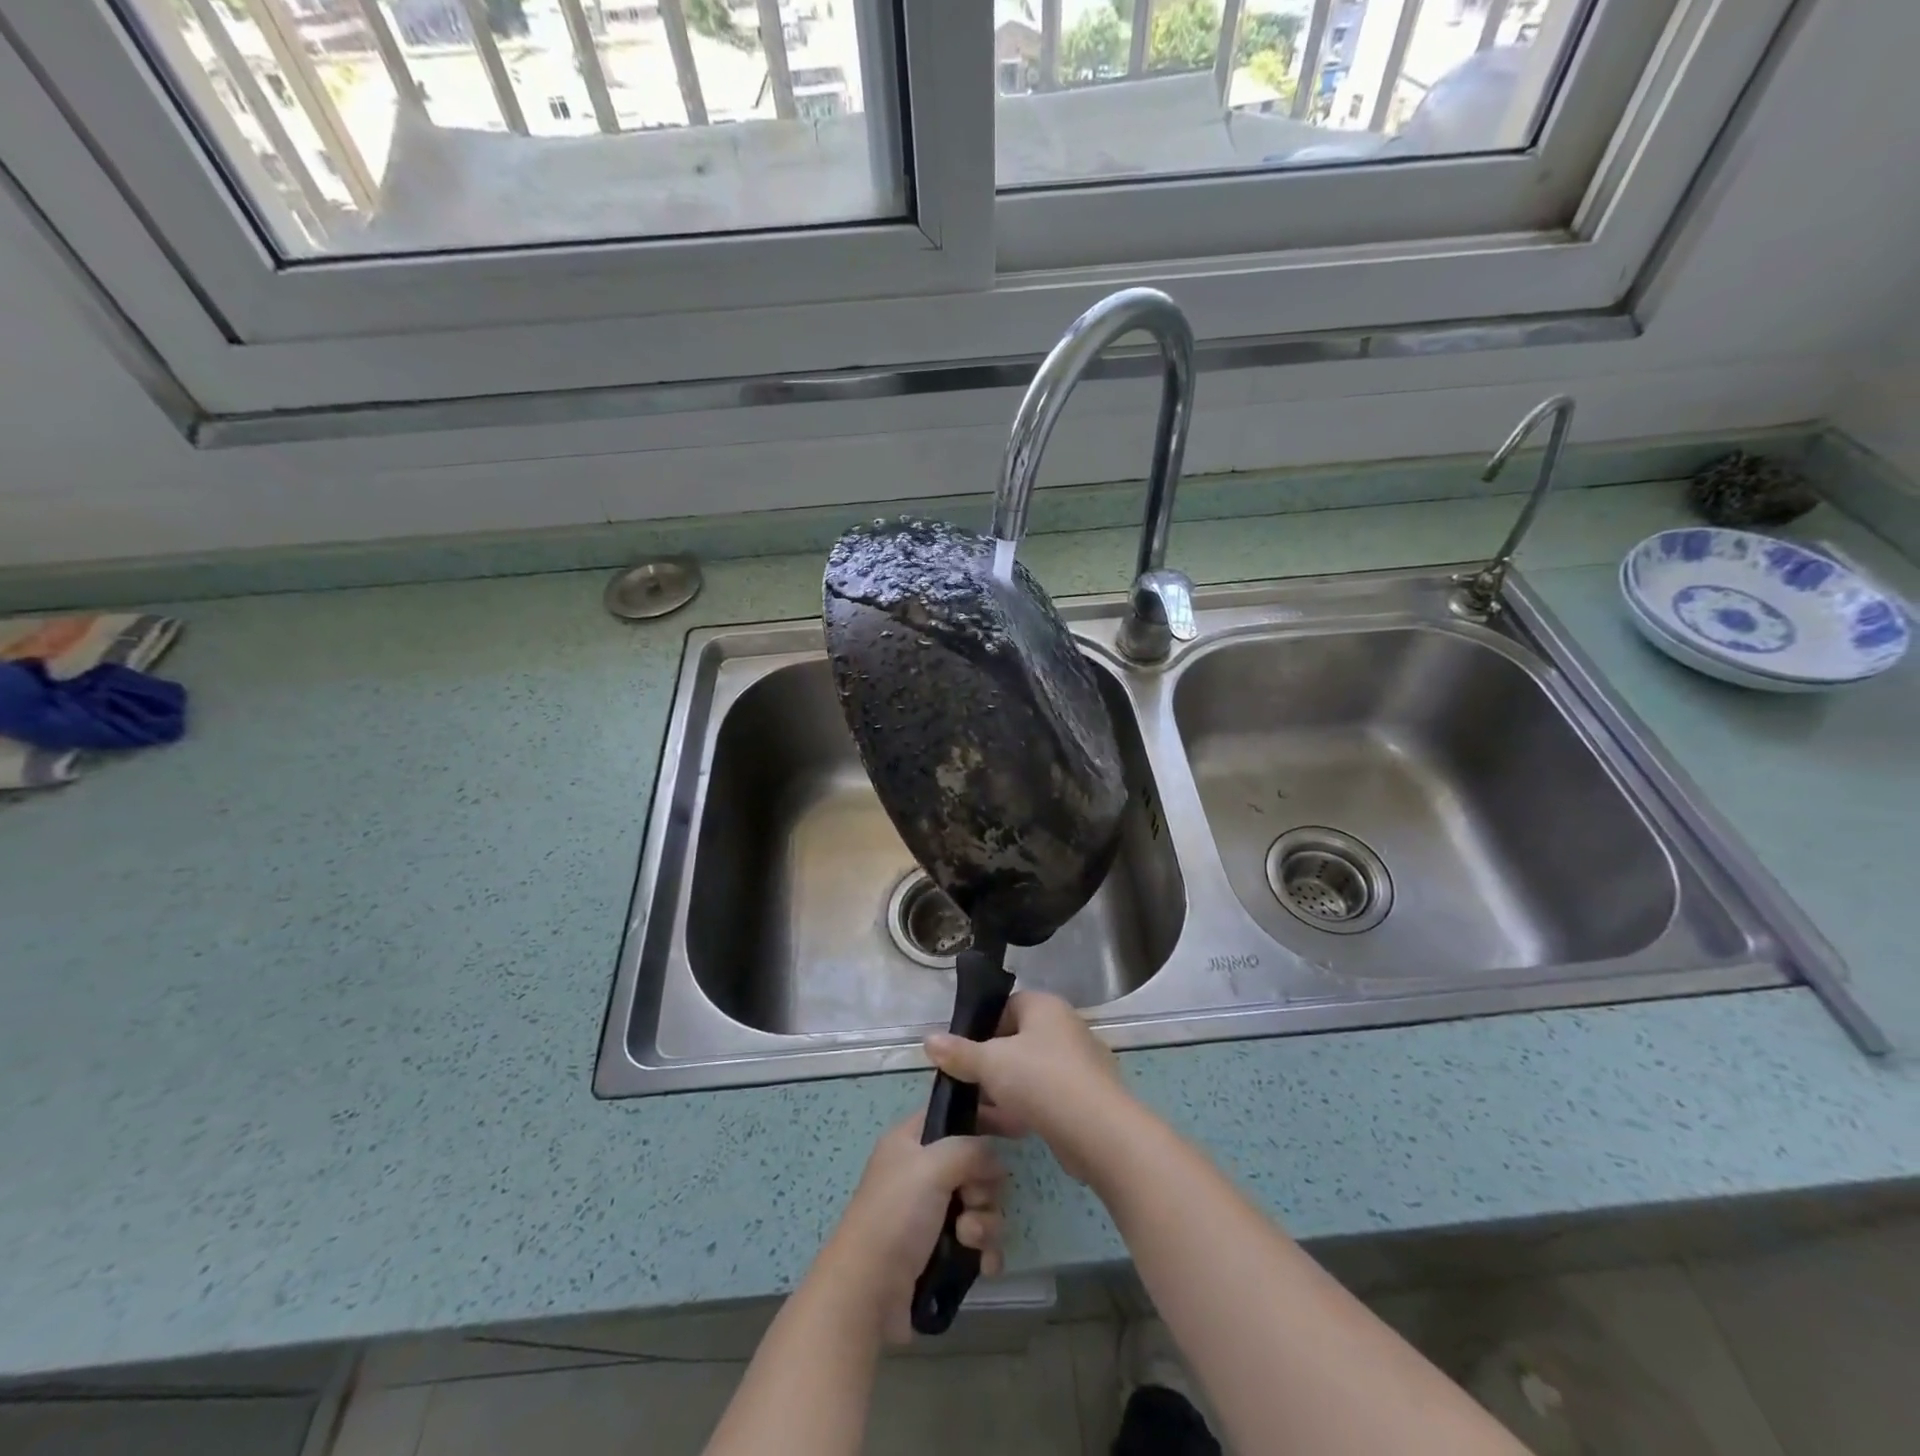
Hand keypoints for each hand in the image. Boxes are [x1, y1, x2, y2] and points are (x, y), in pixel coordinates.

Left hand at [816, 1116, 1006, 1344]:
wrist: (868, 1293)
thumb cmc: (896, 1216)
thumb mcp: (931, 1167)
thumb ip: (969, 1150)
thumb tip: (994, 1159)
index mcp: (911, 1141)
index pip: (953, 1114)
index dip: (983, 1117)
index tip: (1014, 1131)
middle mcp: (922, 1172)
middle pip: (974, 1164)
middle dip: (983, 1186)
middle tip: (970, 1200)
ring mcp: (932, 1213)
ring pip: (981, 1204)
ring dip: (983, 1223)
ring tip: (966, 1239)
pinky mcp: (941, 1251)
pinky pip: (979, 1241)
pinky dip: (985, 1251)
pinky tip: (985, 1266)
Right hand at [925, 991, 1134, 1183]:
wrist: (1098, 1132)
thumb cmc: (1040, 1081)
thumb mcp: (990, 1063)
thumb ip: (959, 1052)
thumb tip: (928, 1040)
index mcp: (1045, 1006)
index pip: (1007, 1006)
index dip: (982, 1027)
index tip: (962, 1053)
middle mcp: (1066, 1027)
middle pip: (1018, 1040)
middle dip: (992, 1064)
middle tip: (967, 1085)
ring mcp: (1079, 1063)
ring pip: (1032, 1071)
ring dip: (1007, 1090)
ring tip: (981, 1112)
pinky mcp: (1086, 1097)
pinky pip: (1048, 1096)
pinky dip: (1028, 1108)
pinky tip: (1009, 1129)